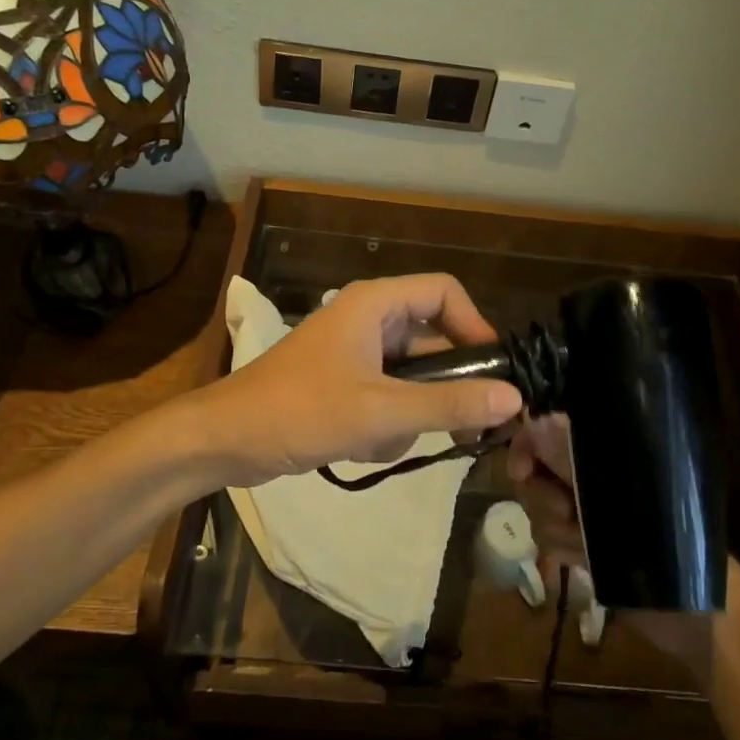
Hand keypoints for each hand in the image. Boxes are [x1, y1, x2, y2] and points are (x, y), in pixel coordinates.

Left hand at [198, 274, 523, 486]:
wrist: (224, 440)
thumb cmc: (299, 412)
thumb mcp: (379, 411)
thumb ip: (448, 404)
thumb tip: (514, 397)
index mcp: (374, 303)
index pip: (445, 293)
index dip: (476, 326)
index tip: (496, 373)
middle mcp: (369, 319)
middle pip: (433, 340)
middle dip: (443, 387)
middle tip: (467, 427)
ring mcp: (356, 352)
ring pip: (413, 377)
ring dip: (409, 414)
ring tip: (383, 439)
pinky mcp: (346, 383)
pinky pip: (390, 397)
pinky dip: (386, 424)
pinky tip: (361, 447)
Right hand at [508, 412, 718, 678]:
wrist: (687, 605)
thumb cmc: (657, 534)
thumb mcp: (610, 484)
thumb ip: (568, 450)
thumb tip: (533, 424)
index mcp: (599, 450)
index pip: (543, 431)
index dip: (525, 448)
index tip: (523, 474)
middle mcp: (588, 473)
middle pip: (535, 474)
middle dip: (544, 500)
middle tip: (569, 515)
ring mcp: (586, 510)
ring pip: (539, 510)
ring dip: (556, 531)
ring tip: (584, 548)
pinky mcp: (584, 543)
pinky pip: (549, 541)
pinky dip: (561, 550)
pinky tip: (581, 562)